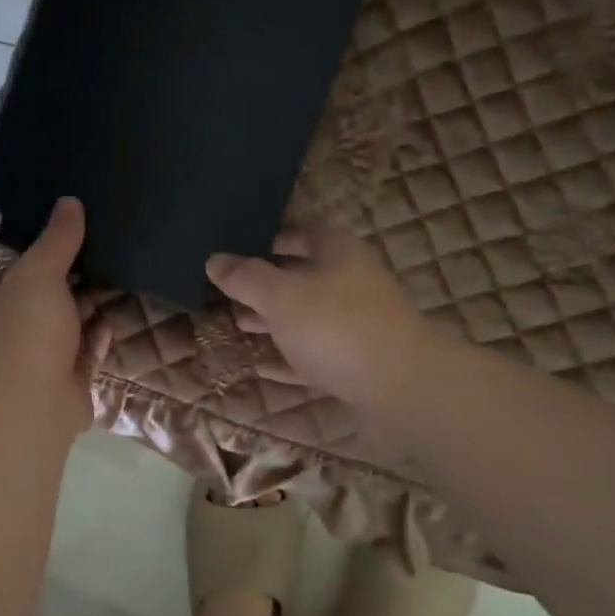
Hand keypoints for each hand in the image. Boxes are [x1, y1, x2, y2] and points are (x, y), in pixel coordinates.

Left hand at [0, 197, 103, 434]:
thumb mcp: (38, 272)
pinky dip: (101, 332)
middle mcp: (13, 325)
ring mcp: (40, 354)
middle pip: (45, 292)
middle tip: (108, 244)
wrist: (32, 403)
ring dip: (91, 302)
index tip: (73, 225)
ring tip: (122, 270)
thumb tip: (69, 201)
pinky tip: (120, 311)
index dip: (41, 246)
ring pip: (69, 320)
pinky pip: (87, 347)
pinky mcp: (67, 377)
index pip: (15, 266)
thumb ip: (56, 239)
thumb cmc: (25, 329)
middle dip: (73, 274)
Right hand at [206, 227, 431, 406]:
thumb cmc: (335, 326)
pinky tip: (260, 366)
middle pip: (303, 273)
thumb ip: (245, 278)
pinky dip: (287, 357)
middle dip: (265, 280)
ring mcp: (356, 323)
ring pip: (306, 315)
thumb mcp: (280, 296)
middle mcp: (350, 281)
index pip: (302, 230)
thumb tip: (214, 260)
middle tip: (227, 287)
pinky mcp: (356, 361)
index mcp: (337, 253)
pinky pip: (312, 353)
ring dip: (273, 319)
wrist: (400, 385)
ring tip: (237, 322)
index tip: (238, 242)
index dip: (271, 233)